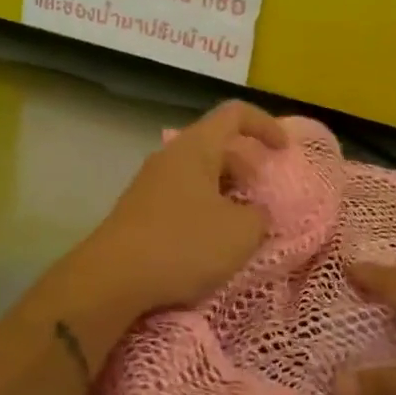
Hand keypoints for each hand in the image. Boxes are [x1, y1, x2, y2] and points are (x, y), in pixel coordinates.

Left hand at [60, 100, 286, 319]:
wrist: (111, 280)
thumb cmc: (182, 244)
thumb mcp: (240, 233)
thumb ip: (259, 216)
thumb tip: (253, 213)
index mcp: (195, 147)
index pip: (235, 114)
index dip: (265, 125)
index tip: (284, 152)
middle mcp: (170, 157)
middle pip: (217, 146)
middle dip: (247, 169)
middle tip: (263, 201)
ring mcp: (150, 184)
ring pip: (199, 176)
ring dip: (226, 195)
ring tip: (241, 228)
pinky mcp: (139, 212)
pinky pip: (182, 199)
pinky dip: (204, 212)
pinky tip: (209, 246)